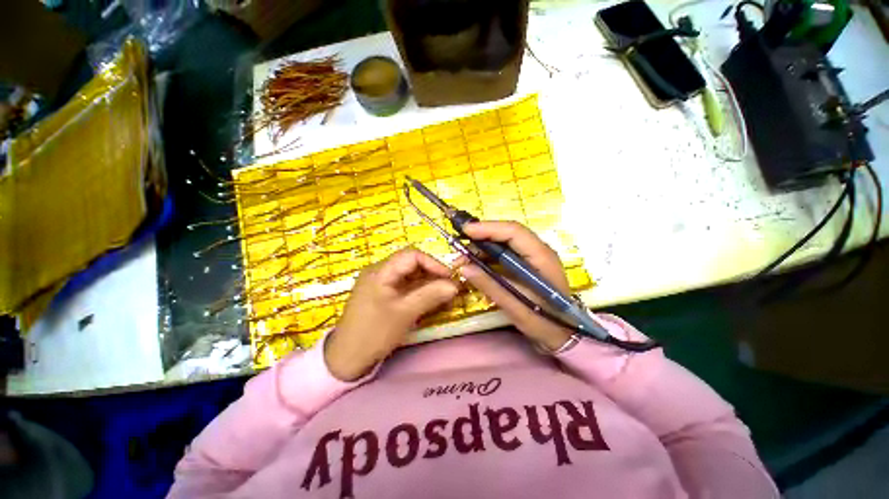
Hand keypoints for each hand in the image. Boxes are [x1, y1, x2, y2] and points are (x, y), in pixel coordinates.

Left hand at [325, 248, 458, 380]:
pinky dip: (421, 293)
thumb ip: (430, 296)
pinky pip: (406, 288)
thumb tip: (455, 285)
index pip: (411, 255)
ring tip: (445, 297)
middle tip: (450, 289)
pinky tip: (432, 302)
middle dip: (433, 275)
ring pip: (411, 277)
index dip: (433, 263)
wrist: (347, 359)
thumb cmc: (374, 333)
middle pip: (412, 265)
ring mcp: (382, 284)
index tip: (450, 277)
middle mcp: (381, 272)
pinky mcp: (384, 296)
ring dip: (429, 285)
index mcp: (381, 271)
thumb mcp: (405, 313)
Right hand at [458, 221, 573, 351]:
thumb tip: (463, 267)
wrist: (563, 336)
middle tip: (459, 248)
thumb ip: (489, 285)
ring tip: (463, 260)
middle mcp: (538, 251)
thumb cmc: (543, 322)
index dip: (488, 228)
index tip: (465, 231)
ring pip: (503, 243)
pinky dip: (487, 258)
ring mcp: (532, 257)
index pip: (514, 232)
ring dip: (482, 249)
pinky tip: (475, 266)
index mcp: (542, 257)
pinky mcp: (525, 265)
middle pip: (507, 234)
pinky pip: (503, 254)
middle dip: (481, 238)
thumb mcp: (515, 307)